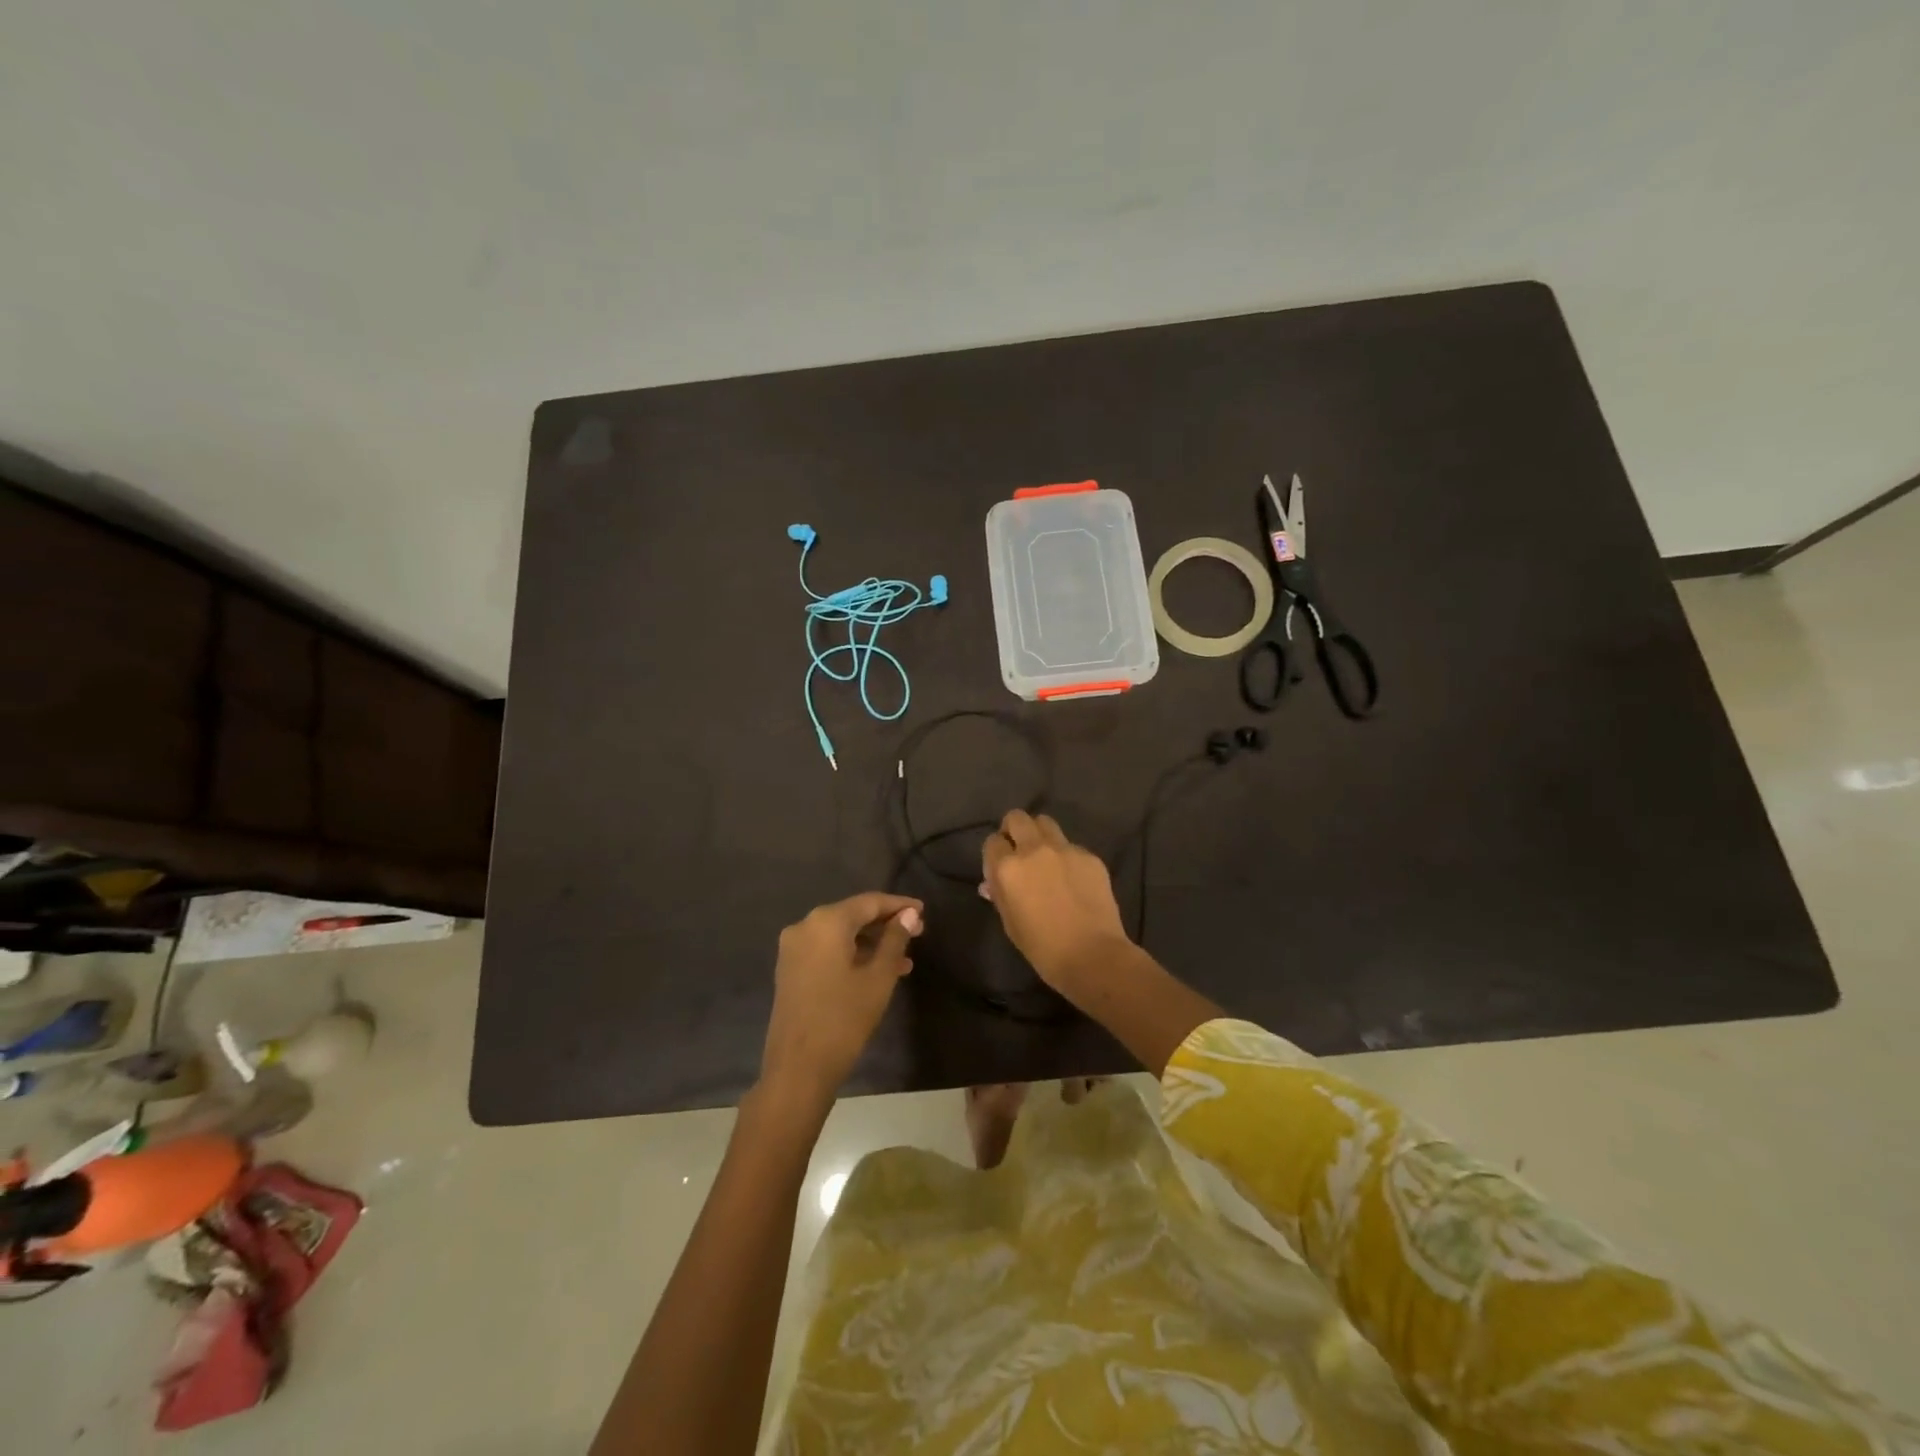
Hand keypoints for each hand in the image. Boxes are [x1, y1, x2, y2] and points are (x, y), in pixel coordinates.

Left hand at [760, 892, 922, 1110]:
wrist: (798, 1069)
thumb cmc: (844, 1019)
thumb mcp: (878, 978)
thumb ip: (895, 940)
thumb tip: (908, 915)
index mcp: (826, 922)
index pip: (869, 902)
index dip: (898, 905)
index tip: (923, 911)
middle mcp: (805, 926)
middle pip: (852, 915)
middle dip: (885, 924)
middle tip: (917, 933)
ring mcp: (793, 948)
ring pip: (840, 934)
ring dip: (871, 942)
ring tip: (904, 958)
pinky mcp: (790, 968)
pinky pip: (827, 950)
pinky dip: (851, 954)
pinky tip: (877, 970)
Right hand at [980, 810, 1130, 990]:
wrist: (1092, 955)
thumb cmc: (1042, 948)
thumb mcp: (1010, 923)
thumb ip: (999, 895)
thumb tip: (991, 883)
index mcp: (1008, 868)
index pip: (992, 842)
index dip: (995, 853)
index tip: (1000, 866)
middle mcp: (1034, 849)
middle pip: (1017, 818)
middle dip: (1013, 829)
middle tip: (1019, 849)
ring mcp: (1065, 849)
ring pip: (1045, 823)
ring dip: (1040, 835)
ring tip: (1045, 857)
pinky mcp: (1090, 856)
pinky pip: (1071, 846)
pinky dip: (1066, 857)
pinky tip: (1073, 880)